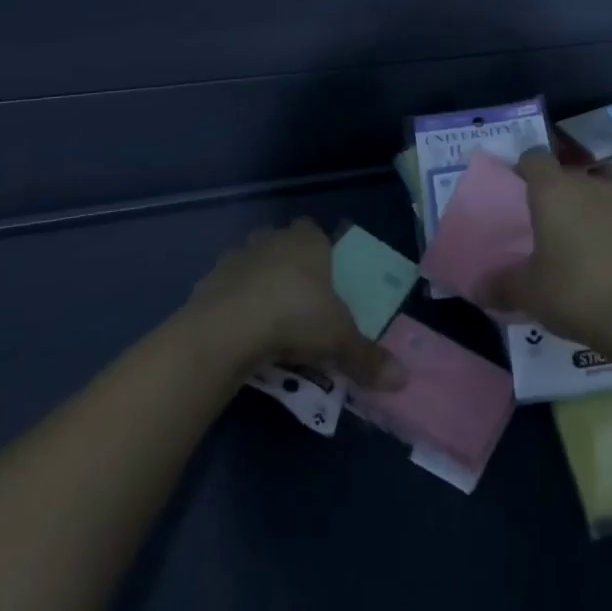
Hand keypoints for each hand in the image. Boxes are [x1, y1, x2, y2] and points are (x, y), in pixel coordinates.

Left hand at [187, 220, 404, 388]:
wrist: (228, 328)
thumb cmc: (295, 316)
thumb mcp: (339, 340)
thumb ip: (367, 357)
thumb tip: (404, 379)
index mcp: (307, 241)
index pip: (314, 231)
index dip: (318, 249)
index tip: (323, 277)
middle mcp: (271, 240)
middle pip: (280, 243)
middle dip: (286, 265)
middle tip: (297, 300)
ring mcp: (236, 258)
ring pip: (250, 263)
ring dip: (256, 284)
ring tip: (266, 321)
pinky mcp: (207, 282)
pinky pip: (225, 290)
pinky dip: (232, 306)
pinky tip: (239, 334)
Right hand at [483, 150, 611, 347]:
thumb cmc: (574, 292)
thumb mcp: (527, 293)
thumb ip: (500, 285)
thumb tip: (478, 289)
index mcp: (554, 191)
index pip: (534, 158)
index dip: (524, 169)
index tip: (518, 191)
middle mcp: (590, 186)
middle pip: (567, 179)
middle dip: (556, 199)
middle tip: (546, 232)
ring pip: (598, 198)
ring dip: (588, 215)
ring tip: (581, 251)